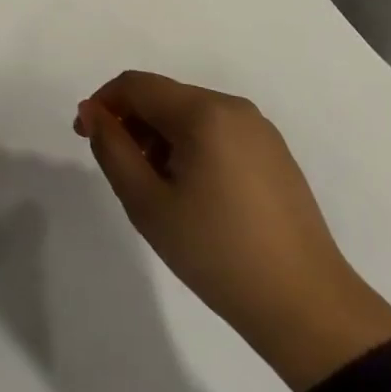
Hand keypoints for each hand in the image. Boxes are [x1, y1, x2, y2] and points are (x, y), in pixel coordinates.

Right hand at [76, 71, 390, 391]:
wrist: (306, 306)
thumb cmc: (216, 252)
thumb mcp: (147, 203)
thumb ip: (112, 149)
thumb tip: (92, 112)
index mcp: (203, 112)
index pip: (136, 85)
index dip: (103, 103)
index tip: (84, 137)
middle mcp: (233, 107)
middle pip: (164, 96)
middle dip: (132, 123)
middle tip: (121, 171)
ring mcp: (259, 129)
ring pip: (190, 114)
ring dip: (160, 136)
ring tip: (156, 188)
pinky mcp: (274, 153)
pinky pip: (217, 131)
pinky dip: (191, 146)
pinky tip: (192, 192)